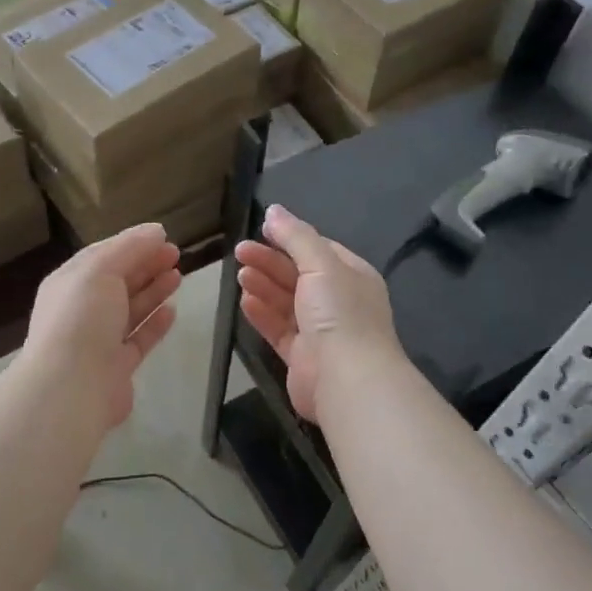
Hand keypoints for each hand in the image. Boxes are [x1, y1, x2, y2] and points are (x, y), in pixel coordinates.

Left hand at [21, 223, 181, 431]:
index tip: (163, 236)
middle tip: (176, 253)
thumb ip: (129, 248)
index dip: (132, 244)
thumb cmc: (82, 318)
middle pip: (118, 282)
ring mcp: (98, 340)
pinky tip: (172, 310)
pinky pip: (138, 339)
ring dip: (153, 291)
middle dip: (145, 265)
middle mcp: (82, 310)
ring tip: (178, 276)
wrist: (72, 387)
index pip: (102, 256)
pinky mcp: (117, 366)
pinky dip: (155, 324)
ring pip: (130, 310)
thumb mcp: (101, 270)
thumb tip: (155, 231)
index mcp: (69, 283)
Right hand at [235, 205, 402, 421]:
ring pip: (287, 302)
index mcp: (352, 276)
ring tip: (240, 274)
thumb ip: (296, 236)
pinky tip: (245, 301)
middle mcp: (338, 302)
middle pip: (299, 275)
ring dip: (264, 286)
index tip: (261, 230)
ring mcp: (321, 331)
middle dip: (270, 261)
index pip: (319, 250)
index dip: (290, 238)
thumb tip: (274, 210)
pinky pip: (279, 329)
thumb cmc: (339, 314)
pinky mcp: (302, 357)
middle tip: (239, 251)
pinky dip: (262, 314)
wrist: (348, 380)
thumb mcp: (321, 264)